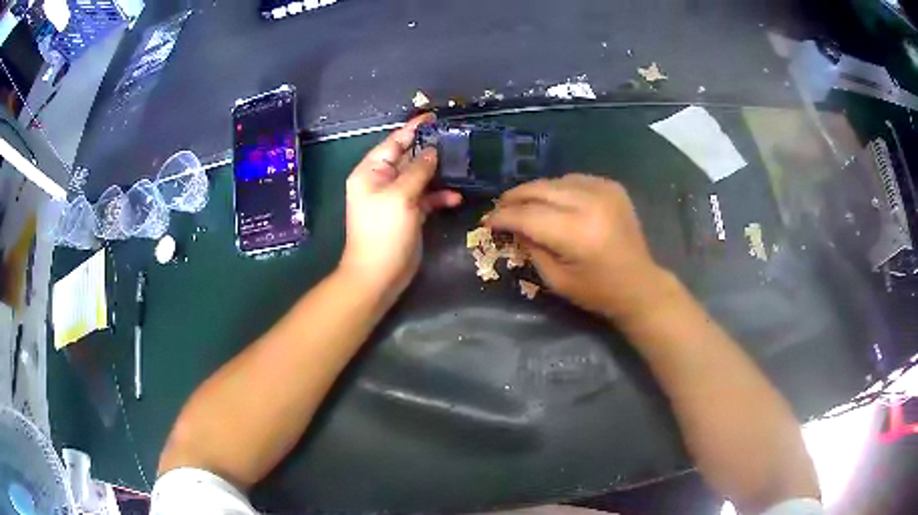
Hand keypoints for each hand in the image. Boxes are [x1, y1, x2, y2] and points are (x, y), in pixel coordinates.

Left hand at [340, 114, 461, 298]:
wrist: (378, 275)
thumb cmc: (383, 232)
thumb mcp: (400, 196)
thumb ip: (418, 170)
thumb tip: (432, 150)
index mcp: (371, 172)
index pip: (394, 142)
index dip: (413, 129)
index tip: (433, 116)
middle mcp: (382, 181)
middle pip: (409, 158)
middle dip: (431, 150)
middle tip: (457, 139)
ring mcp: (396, 198)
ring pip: (421, 177)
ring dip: (439, 174)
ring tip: (462, 166)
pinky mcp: (409, 214)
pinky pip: (426, 198)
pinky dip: (440, 197)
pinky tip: (455, 198)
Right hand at [486, 174, 668, 321]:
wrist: (639, 284)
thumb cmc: (597, 291)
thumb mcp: (555, 279)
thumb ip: (531, 248)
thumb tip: (513, 227)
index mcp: (576, 233)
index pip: (528, 215)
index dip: (503, 217)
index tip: (487, 221)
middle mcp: (590, 203)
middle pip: (539, 189)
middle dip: (514, 198)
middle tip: (499, 208)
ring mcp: (604, 190)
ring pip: (554, 181)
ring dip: (535, 192)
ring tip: (522, 204)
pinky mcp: (611, 186)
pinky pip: (573, 179)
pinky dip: (558, 189)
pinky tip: (552, 201)